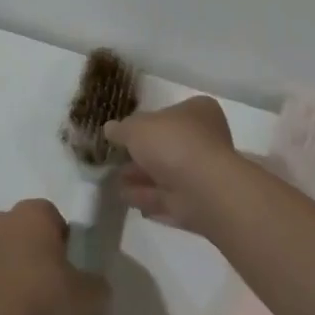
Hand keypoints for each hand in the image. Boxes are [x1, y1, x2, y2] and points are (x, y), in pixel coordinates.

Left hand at [0, 200, 109, 314]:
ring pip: (12, 255)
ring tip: (36, 310)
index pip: (56, 220)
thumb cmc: (45, 300)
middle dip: (43, 256)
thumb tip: (94, 287)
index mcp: (33, 212)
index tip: (73, 272)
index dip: (68, 245)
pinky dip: (6, 292)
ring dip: (23, 273)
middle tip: (57, 289)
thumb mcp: (89, 296)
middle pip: (31, 235)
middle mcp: (4, 220)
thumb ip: (97, 286)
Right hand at [104, 96, 245, 237]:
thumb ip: (121, 129)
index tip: (126, 132)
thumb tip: (110, 129)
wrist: (202, 188)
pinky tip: (127, 199)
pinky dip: (148, 198)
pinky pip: (168, 198)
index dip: (147, 122)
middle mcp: (205, 139)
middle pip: (167, 145)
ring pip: (166, 174)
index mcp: (198, 112)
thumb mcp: (136, 128)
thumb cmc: (172, 143)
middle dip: (141, 155)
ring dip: (141, 178)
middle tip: (116, 160)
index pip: (170, 113)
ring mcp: (203, 172)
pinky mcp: (199, 201)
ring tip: (114, 182)